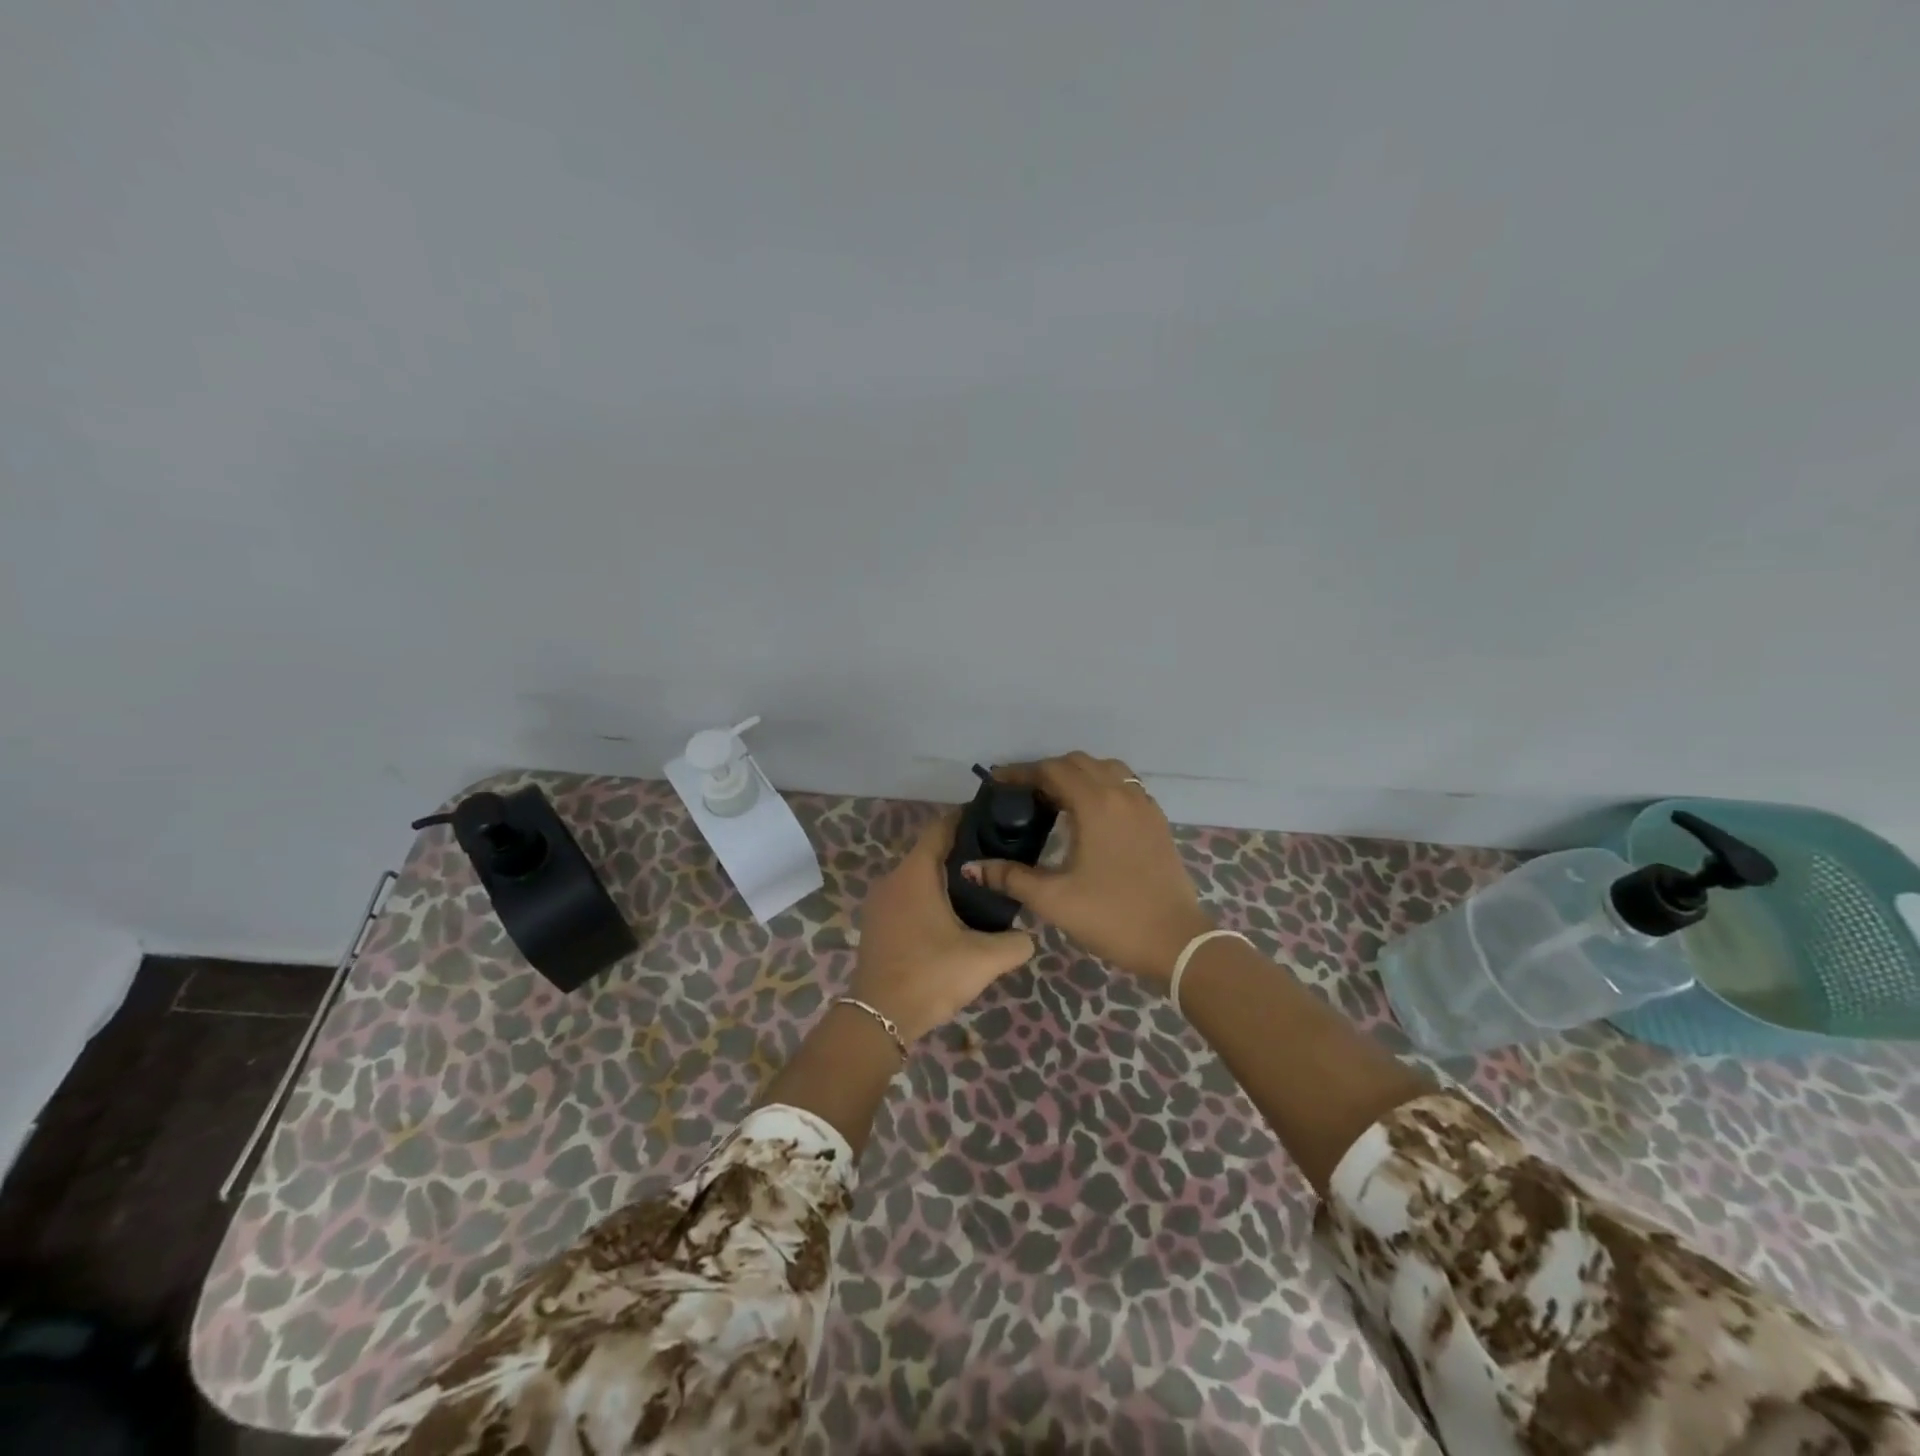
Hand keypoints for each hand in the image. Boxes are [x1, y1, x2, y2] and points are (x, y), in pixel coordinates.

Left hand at [851, 811, 1035, 1042]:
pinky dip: (929, 896)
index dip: (965, 819)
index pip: (940, 828)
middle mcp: (893, 879)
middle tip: (996, 858)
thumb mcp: (984, 960)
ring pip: (917, 876)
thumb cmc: (931, 975)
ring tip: (980, 888)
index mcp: (915, 874)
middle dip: (961, 850)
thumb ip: (1016, 943)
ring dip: (944, 877)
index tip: (992, 820)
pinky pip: (907, 896)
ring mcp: (879, 902)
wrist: (879, 1018)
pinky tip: (952, 916)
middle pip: (929, 851)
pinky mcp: (876, 923)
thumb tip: (1028, 936)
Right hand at [962, 752, 1213, 985]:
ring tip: (1056, 801)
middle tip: (1022, 795)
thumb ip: (1010, 877)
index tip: (996, 783)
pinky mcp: (1157, 821)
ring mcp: (1145, 805)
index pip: (1052, 770)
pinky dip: (1102, 786)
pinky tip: (1090, 815)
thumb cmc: (1112, 917)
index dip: (1021, 772)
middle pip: (1078, 763)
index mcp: (1096, 804)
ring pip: (1106, 769)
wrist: (1176, 942)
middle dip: (1047, 771)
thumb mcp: (1054, 900)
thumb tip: (971, 867)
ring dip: (1077, 775)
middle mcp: (1122, 794)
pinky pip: (1125, 785)